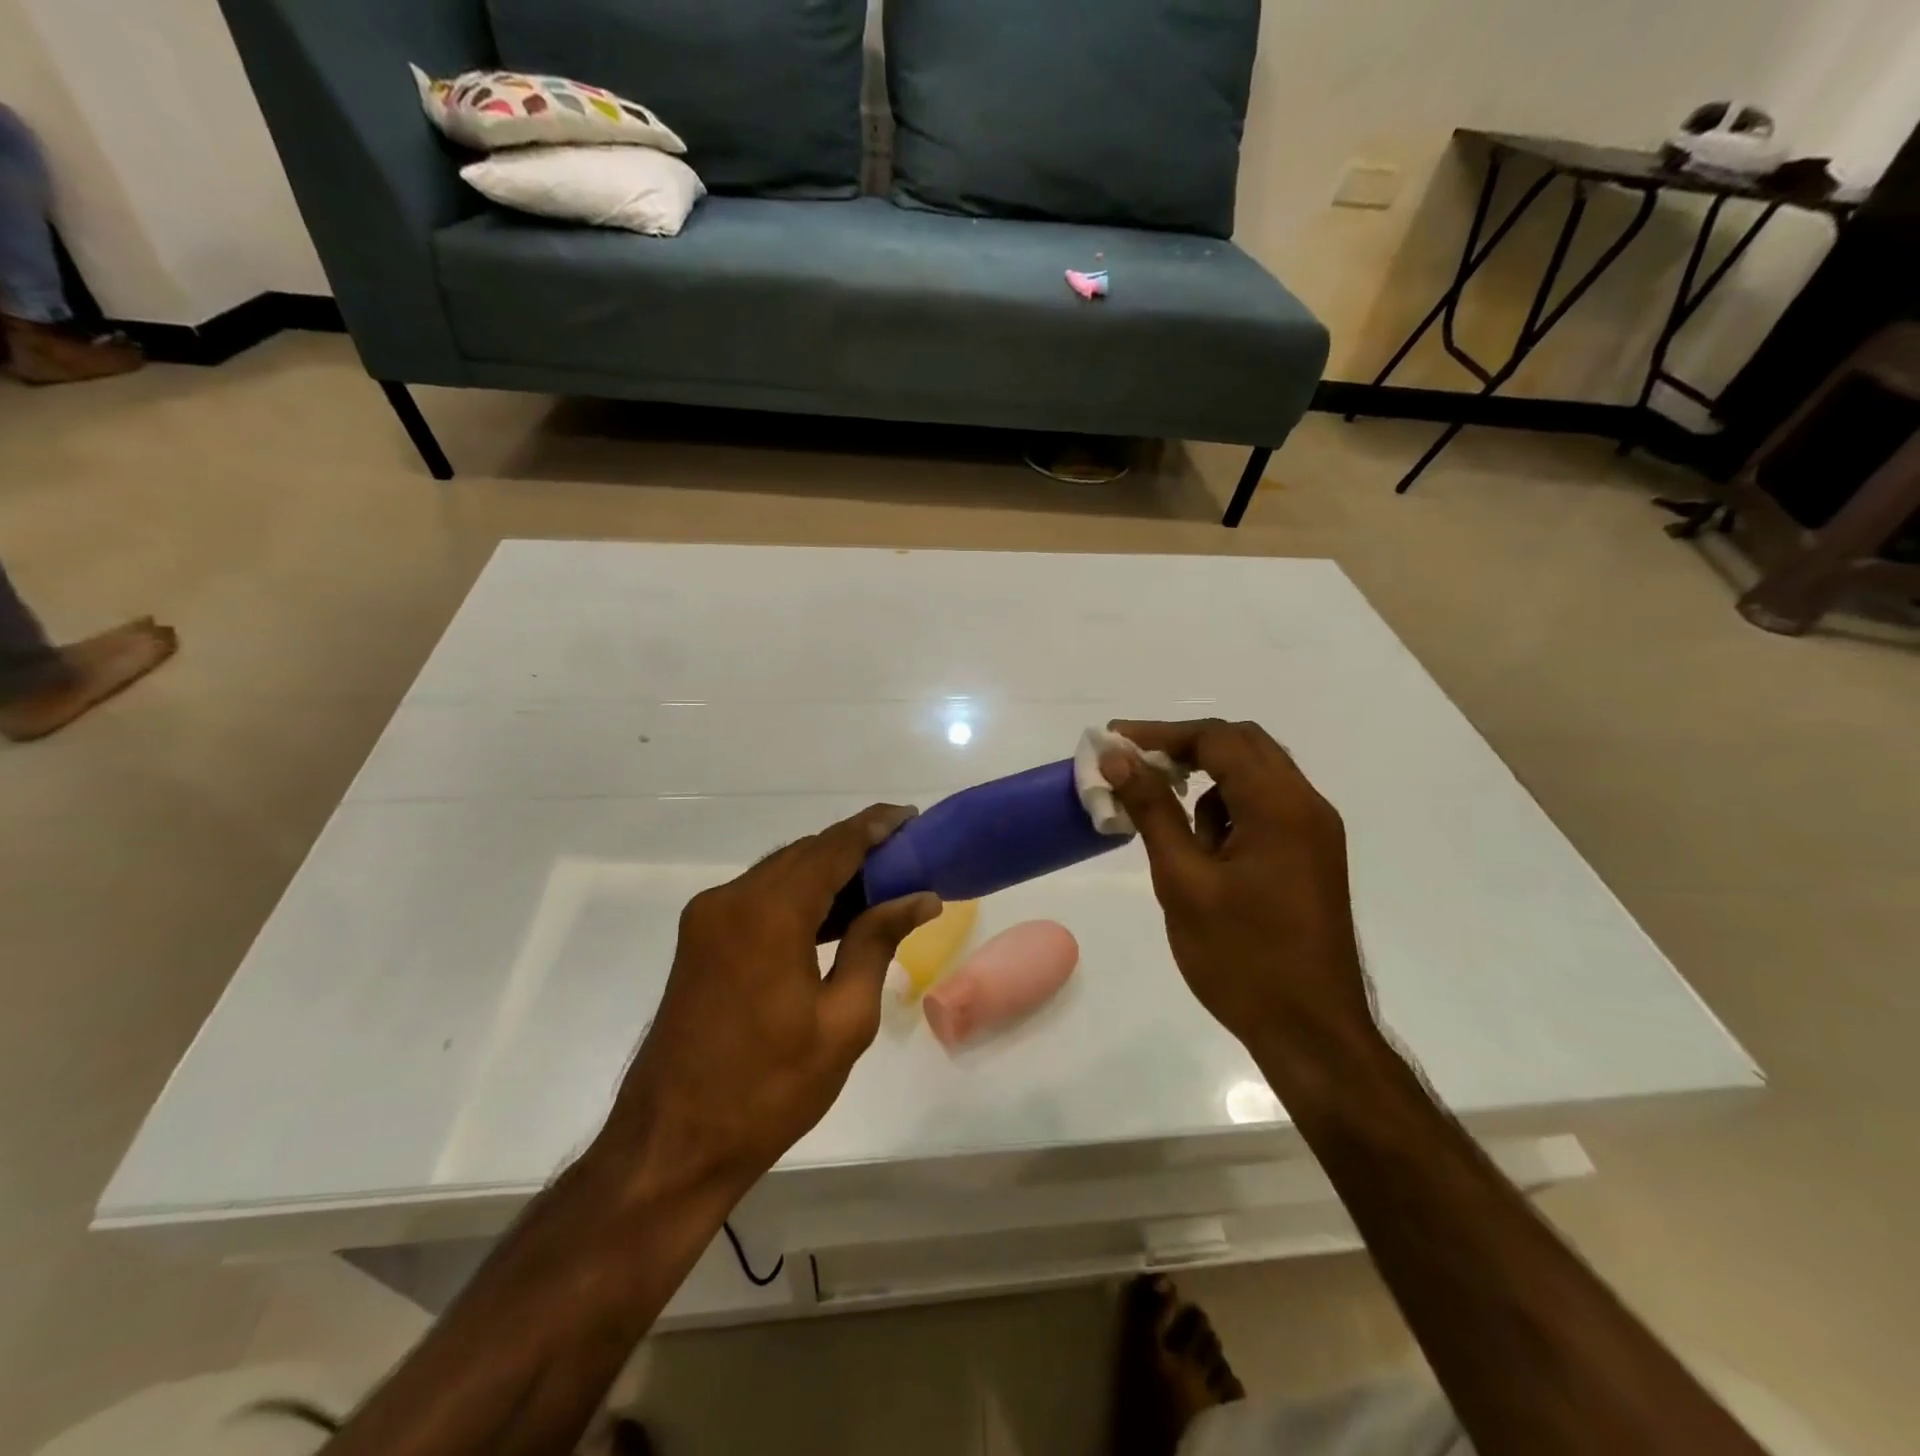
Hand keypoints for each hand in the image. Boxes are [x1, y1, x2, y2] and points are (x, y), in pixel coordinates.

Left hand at [603, 805, 939, 1197]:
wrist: (673, 1145)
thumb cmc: (769, 1089)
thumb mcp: (844, 1020)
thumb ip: (877, 943)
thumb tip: (920, 897)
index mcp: (768, 914)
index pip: (832, 848)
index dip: (874, 827)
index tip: (911, 816)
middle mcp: (731, 899)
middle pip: (805, 854)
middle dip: (855, 848)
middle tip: (905, 854)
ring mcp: (708, 918)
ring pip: (781, 873)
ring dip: (828, 872)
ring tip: (881, 881)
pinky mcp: (699, 940)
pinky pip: (760, 897)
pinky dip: (799, 896)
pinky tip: (835, 913)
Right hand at [1101, 720, 1372, 1061]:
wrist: (1311, 1032)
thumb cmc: (1241, 958)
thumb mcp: (1183, 881)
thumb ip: (1152, 810)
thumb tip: (1119, 757)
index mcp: (1280, 806)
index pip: (1218, 740)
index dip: (1161, 734)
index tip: (1115, 742)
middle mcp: (1307, 806)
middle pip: (1243, 746)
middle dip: (1185, 749)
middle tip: (1135, 766)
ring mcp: (1315, 832)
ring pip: (1256, 777)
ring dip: (1208, 782)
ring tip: (1166, 822)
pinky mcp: (1312, 857)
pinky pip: (1266, 809)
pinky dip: (1228, 810)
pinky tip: (1204, 852)